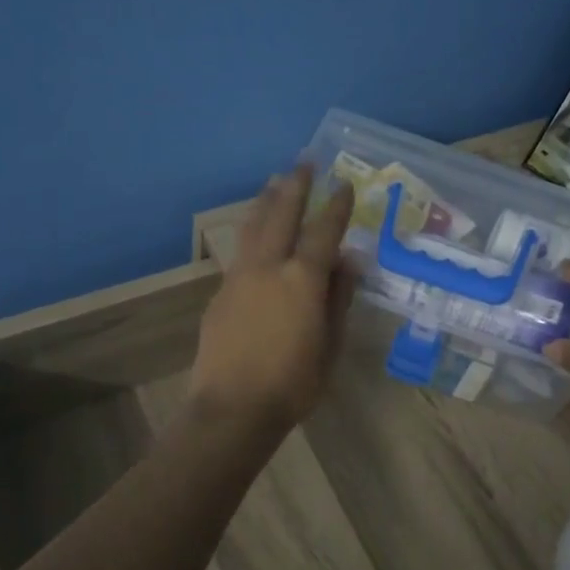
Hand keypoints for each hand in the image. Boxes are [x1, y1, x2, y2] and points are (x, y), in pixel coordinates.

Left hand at [190, 163, 356, 436]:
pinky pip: (240, 252)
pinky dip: (252, 233)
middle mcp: (269, 267)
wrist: (232, 408)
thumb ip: (339, 298)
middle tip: (304, 161)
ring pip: (253, 227)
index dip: (336, 206)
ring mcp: (239, 277)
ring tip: (274, 181)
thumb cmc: (293, 384)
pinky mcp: (220, 293)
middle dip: (295, 186)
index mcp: (303, 280)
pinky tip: (256, 235)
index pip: (324, 231)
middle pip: (282, 214)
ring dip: (267, 201)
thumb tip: (349, 262)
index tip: (344, 184)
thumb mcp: (330, 344)